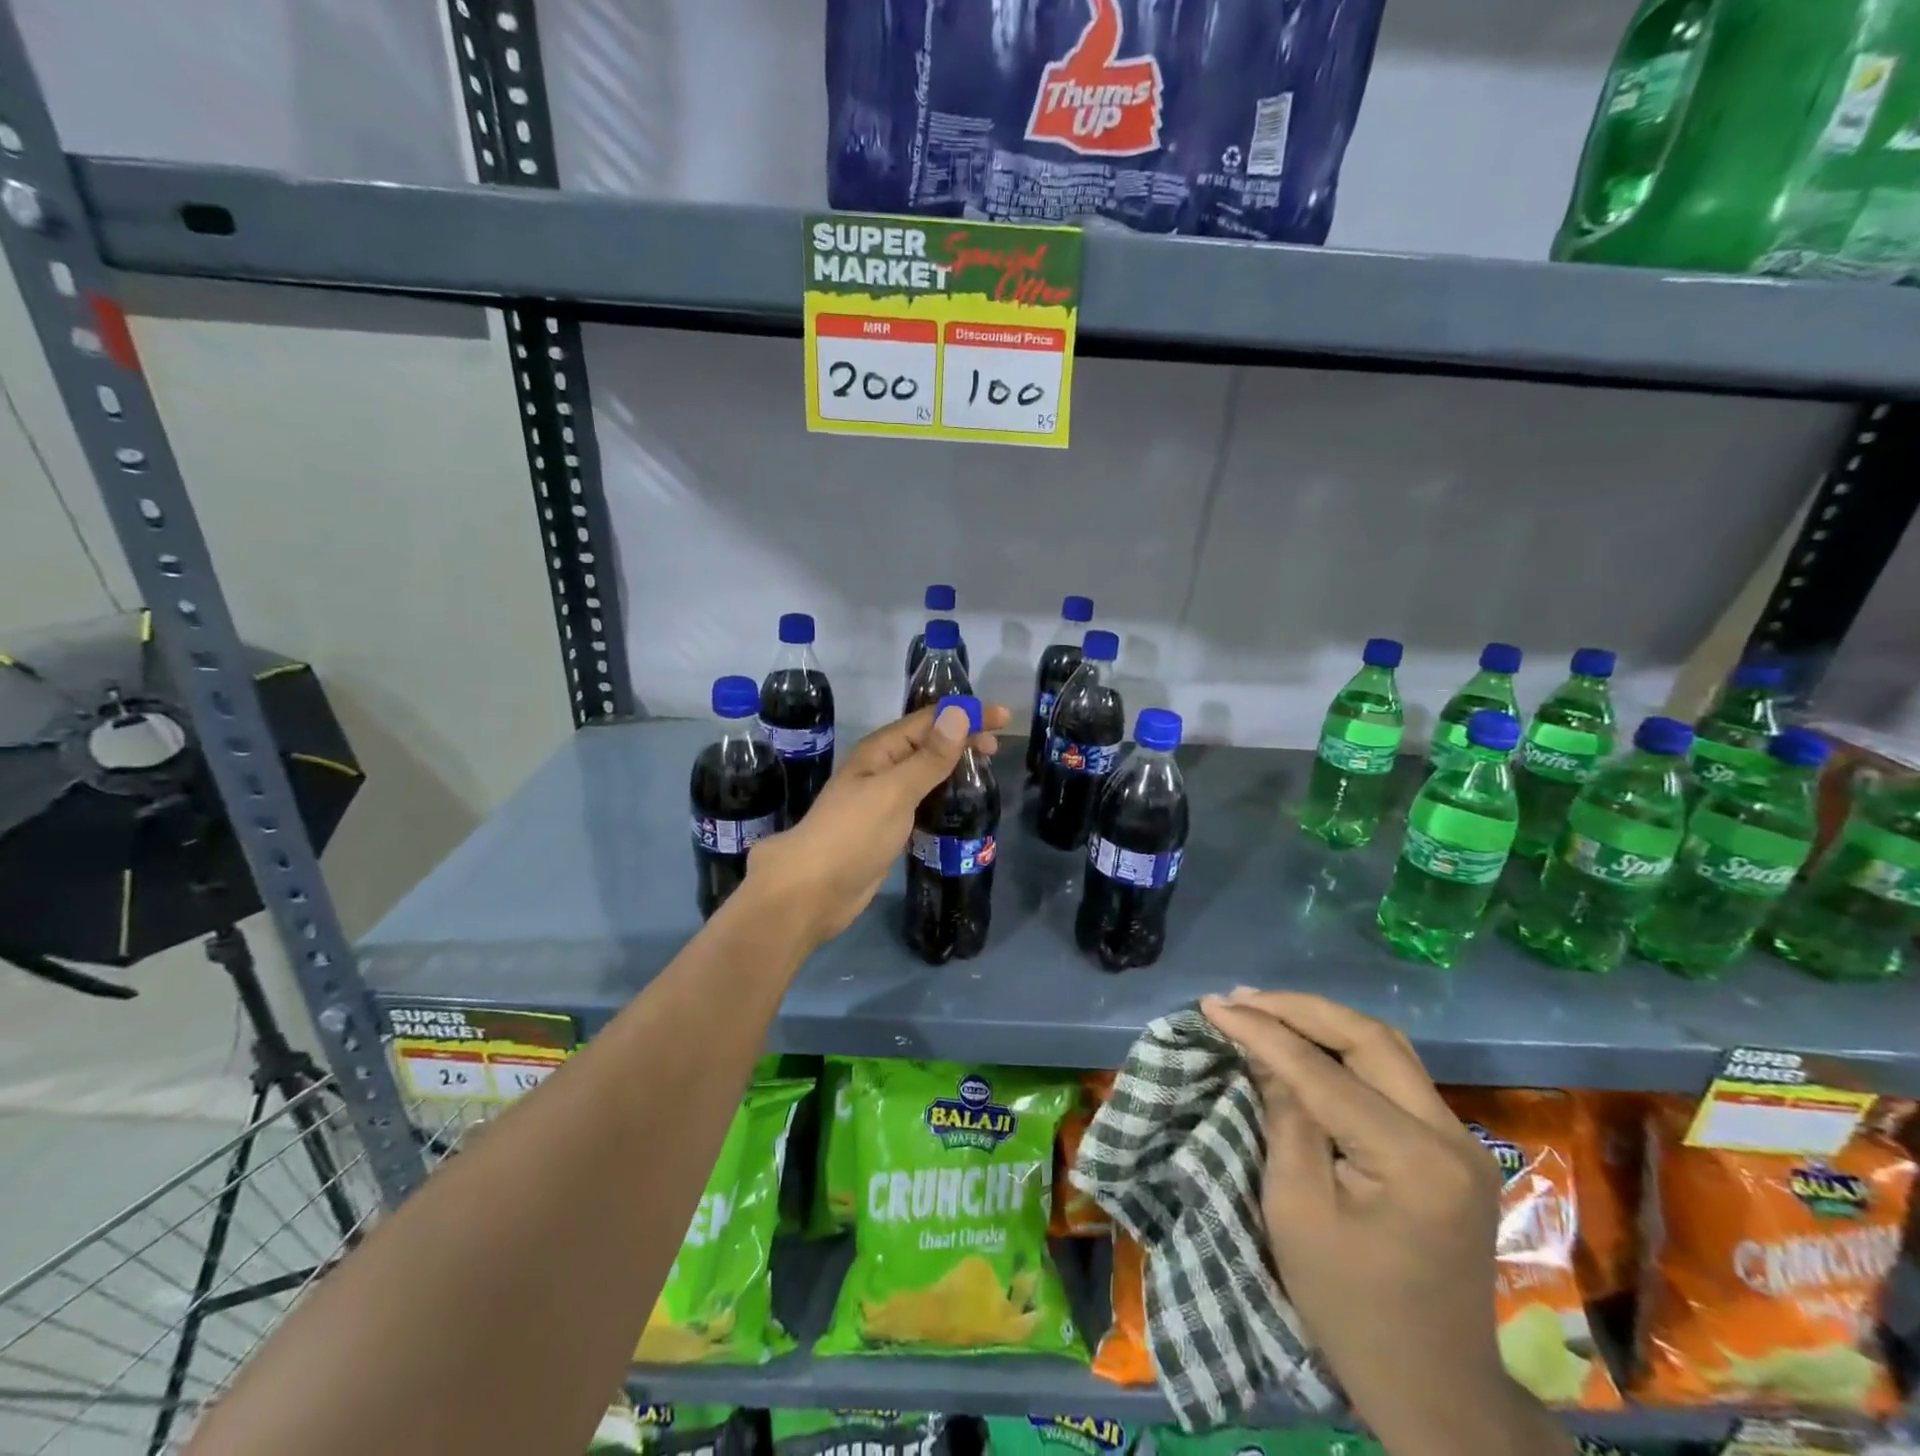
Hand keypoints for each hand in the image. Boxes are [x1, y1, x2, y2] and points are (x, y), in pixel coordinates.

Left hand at [745, 701, 1010, 951]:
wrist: (813, 891)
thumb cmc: (853, 834)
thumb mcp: (895, 791)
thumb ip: (928, 757)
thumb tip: (958, 714)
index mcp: (880, 750)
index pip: (930, 720)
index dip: (966, 714)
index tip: (1004, 718)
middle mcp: (882, 768)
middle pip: (928, 743)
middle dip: (962, 738)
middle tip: (996, 749)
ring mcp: (884, 799)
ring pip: (926, 772)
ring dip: (954, 766)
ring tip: (985, 771)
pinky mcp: (888, 827)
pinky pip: (923, 800)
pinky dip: (944, 795)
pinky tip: (960, 804)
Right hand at [1200, 990, 1574, 1455]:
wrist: (1436, 1390)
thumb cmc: (1350, 1308)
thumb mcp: (1296, 1210)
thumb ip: (1284, 1117)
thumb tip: (1261, 1050)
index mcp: (1412, 1160)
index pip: (1323, 1071)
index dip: (1262, 1031)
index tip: (1211, 1005)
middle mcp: (1451, 1136)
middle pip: (1369, 1038)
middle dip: (1298, 1009)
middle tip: (1239, 998)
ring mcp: (1461, 1140)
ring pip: (1387, 1047)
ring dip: (1323, 1022)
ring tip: (1264, 1008)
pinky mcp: (1454, 1149)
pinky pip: (1395, 1074)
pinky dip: (1345, 1049)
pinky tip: (1306, 1042)